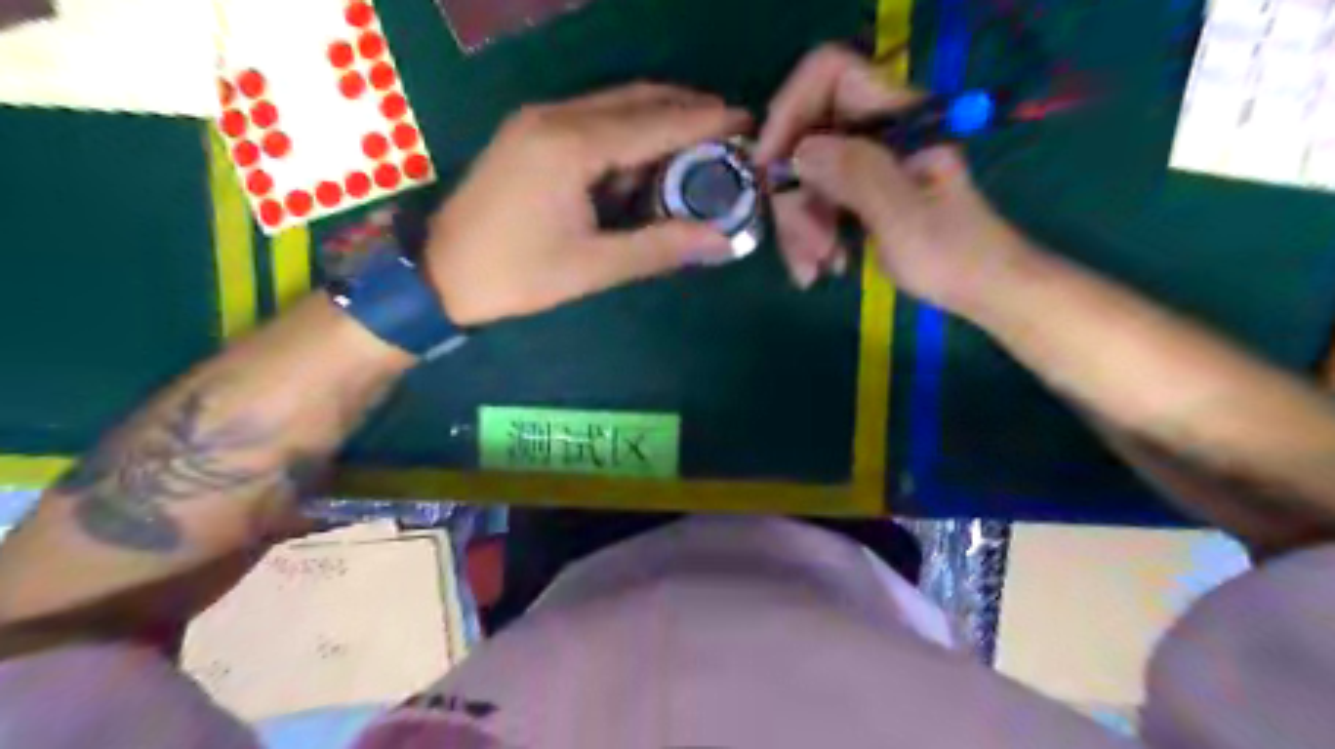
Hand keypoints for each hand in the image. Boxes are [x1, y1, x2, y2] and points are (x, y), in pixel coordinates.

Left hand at [426, 81, 745, 325]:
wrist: (437, 273)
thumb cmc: (515, 275)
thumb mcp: (592, 267)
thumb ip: (659, 247)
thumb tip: (721, 241)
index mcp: (571, 145)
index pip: (654, 122)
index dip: (706, 121)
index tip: (747, 122)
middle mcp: (554, 116)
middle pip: (636, 99)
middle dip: (687, 111)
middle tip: (730, 132)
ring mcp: (537, 119)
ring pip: (613, 105)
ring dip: (658, 121)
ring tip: (698, 150)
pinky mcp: (528, 133)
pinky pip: (590, 119)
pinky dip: (626, 134)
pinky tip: (645, 162)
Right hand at [756, 44, 1024, 310]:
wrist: (982, 290)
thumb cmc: (954, 254)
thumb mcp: (904, 217)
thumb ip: (857, 175)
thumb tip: (799, 151)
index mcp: (898, 119)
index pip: (831, 74)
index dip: (791, 108)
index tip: (770, 164)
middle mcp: (877, 133)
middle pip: (807, 138)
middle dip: (795, 197)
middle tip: (806, 249)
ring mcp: (867, 165)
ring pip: (805, 178)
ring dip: (799, 227)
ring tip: (814, 271)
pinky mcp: (859, 195)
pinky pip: (815, 204)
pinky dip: (809, 238)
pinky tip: (820, 269)